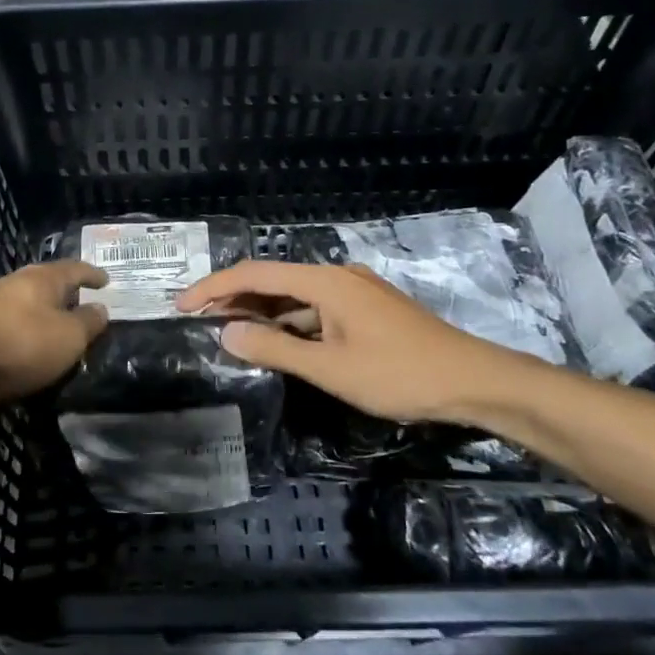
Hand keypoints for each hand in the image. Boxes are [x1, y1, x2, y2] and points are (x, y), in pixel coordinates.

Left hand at [0, 260, 109, 417]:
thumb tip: (100, 308)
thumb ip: (88, 322)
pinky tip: (19, 342)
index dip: (92, 274)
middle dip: (63, 291)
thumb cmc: (18, 348)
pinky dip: (18, 328)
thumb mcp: (68, 339)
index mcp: (40, 279)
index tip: (106, 281)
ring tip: (52, 325)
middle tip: (80, 301)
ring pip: (21, 301)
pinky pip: (2, 321)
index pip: (74, 269)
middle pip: (44, 281)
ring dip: (38, 310)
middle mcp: (11, 282)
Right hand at [176, 260, 557, 432]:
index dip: (214, 286)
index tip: (182, 304)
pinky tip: (277, 340)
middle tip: (197, 318)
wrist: (473, 381)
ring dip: (262, 311)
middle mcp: (338, 276)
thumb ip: (275, 348)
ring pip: (295, 296)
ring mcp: (355, 292)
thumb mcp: (330, 367)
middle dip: (234, 296)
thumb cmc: (398, 374)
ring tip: (227, 328)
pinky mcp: (368, 310)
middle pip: (274, 280)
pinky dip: (290, 321)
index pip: (256, 274)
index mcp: (325, 281)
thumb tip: (226, 332)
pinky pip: (316, 309)